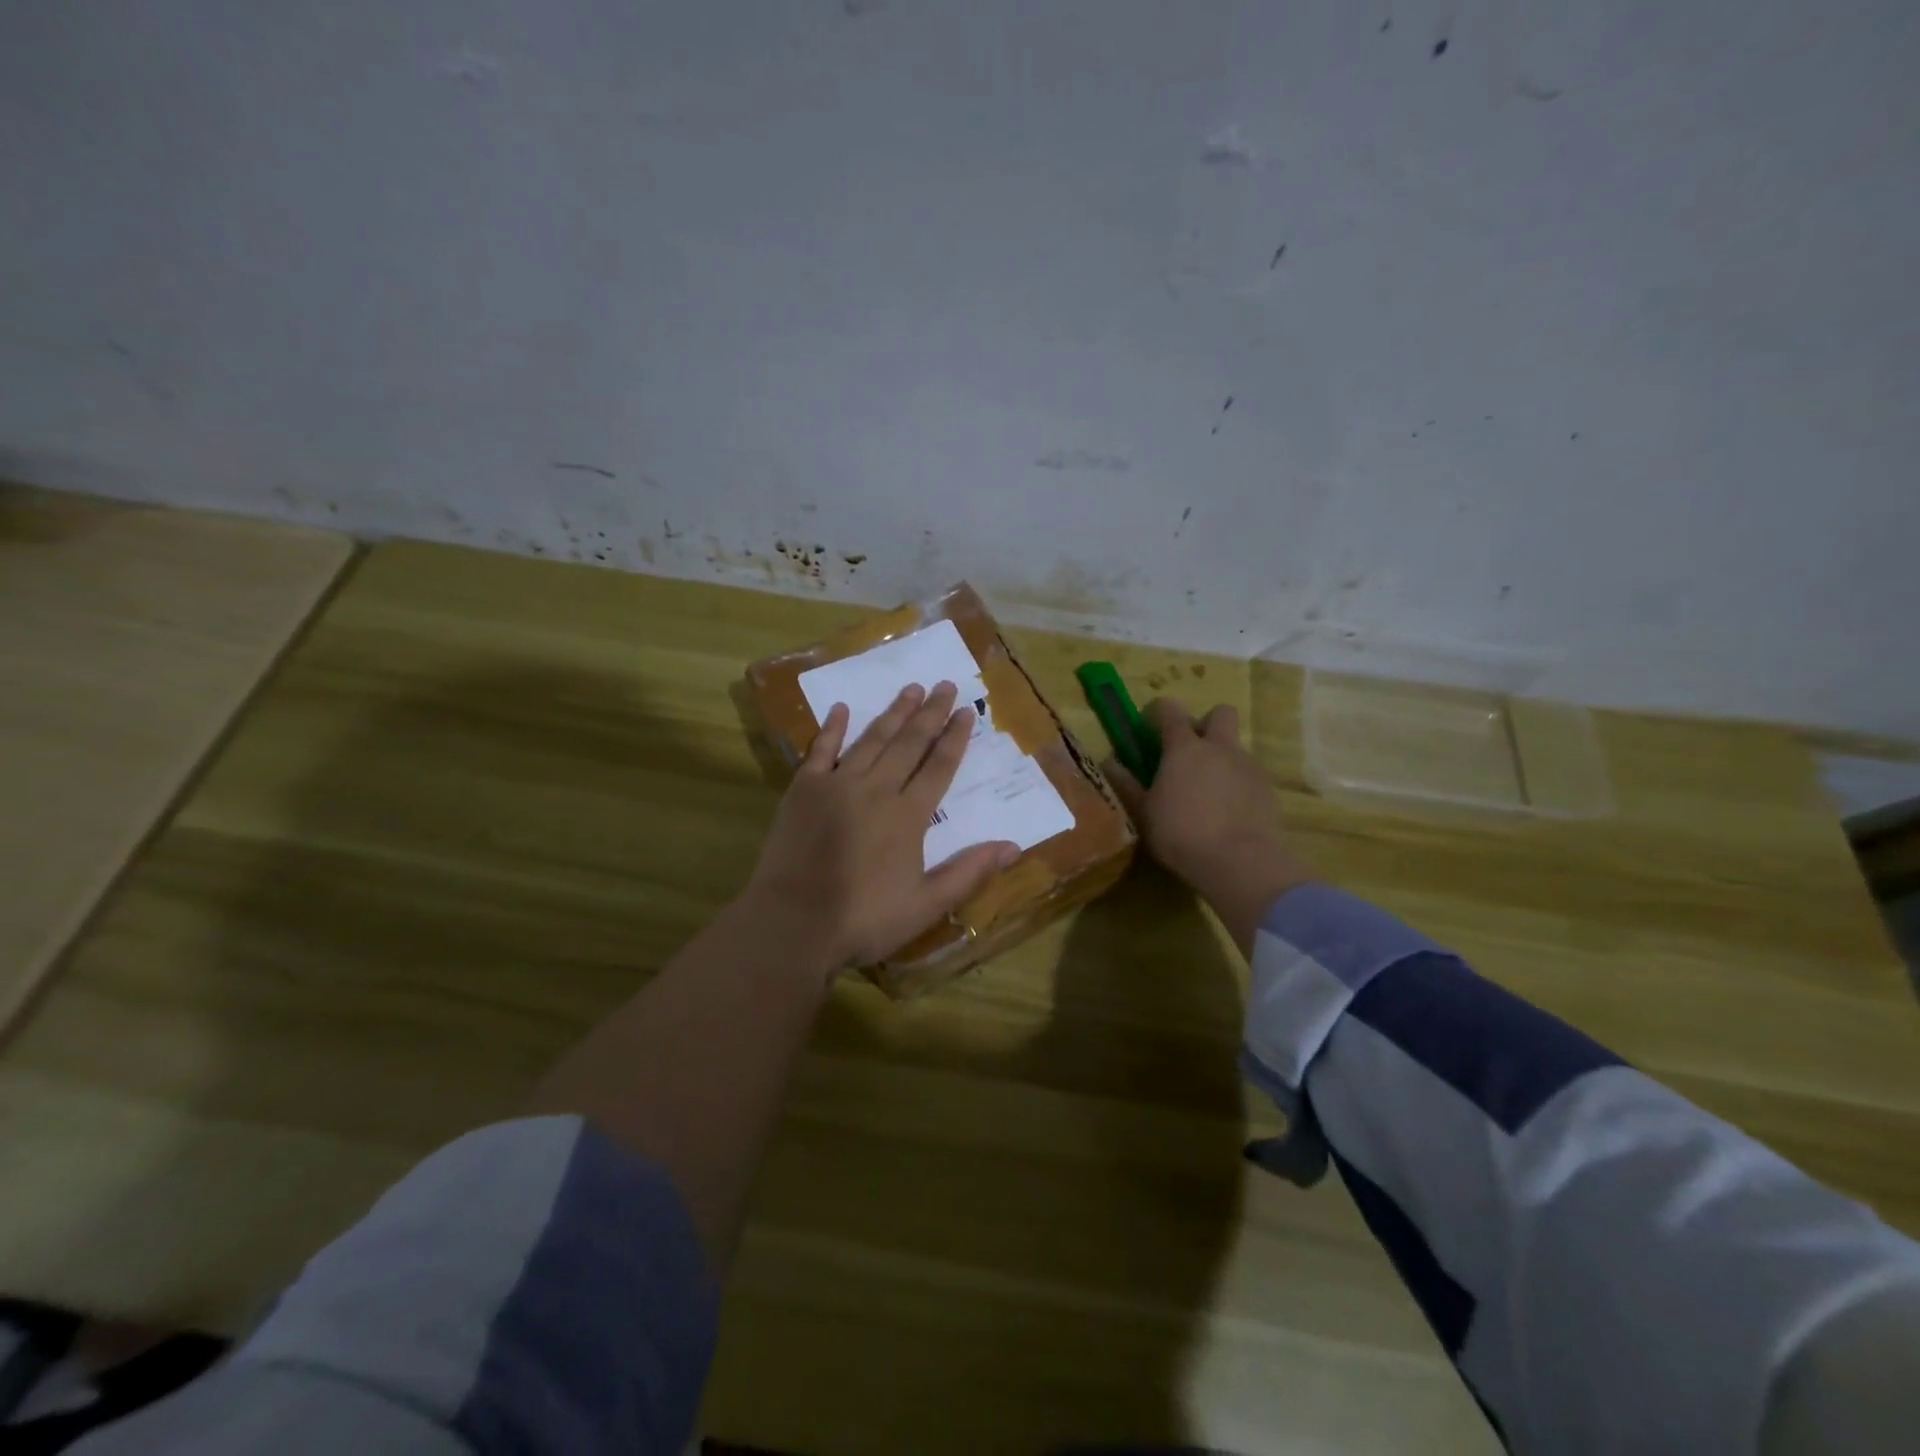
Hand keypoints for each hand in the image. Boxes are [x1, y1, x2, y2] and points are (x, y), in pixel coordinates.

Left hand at [742, 681, 1018, 976]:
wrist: (793, 923)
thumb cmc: (864, 919)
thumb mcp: (926, 904)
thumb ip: (969, 872)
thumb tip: (1014, 846)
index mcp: (908, 816)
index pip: (938, 767)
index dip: (955, 738)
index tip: (967, 711)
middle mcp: (876, 789)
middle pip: (909, 744)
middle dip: (930, 713)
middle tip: (946, 685)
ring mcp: (837, 785)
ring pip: (872, 740)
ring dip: (893, 713)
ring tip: (911, 688)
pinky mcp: (803, 790)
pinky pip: (821, 750)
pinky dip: (833, 728)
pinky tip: (842, 709)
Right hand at [1106, 698, 1315, 955]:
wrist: (1239, 861)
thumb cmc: (1180, 833)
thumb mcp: (1144, 812)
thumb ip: (1127, 784)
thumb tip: (1109, 763)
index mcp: (1184, 748)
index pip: (1170, 711)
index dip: (1159, 712)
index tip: (1150, 726)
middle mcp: (1219, 748)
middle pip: (1220, 713)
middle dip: (1206, 724)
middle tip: (1191, 751)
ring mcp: (1248, 766)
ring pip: (1236, 747)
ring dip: (1222, 758)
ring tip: (1209, 791)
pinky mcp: (1268, 789)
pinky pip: (1250, 774)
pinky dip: (1238, 784)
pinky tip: (1229, 811)